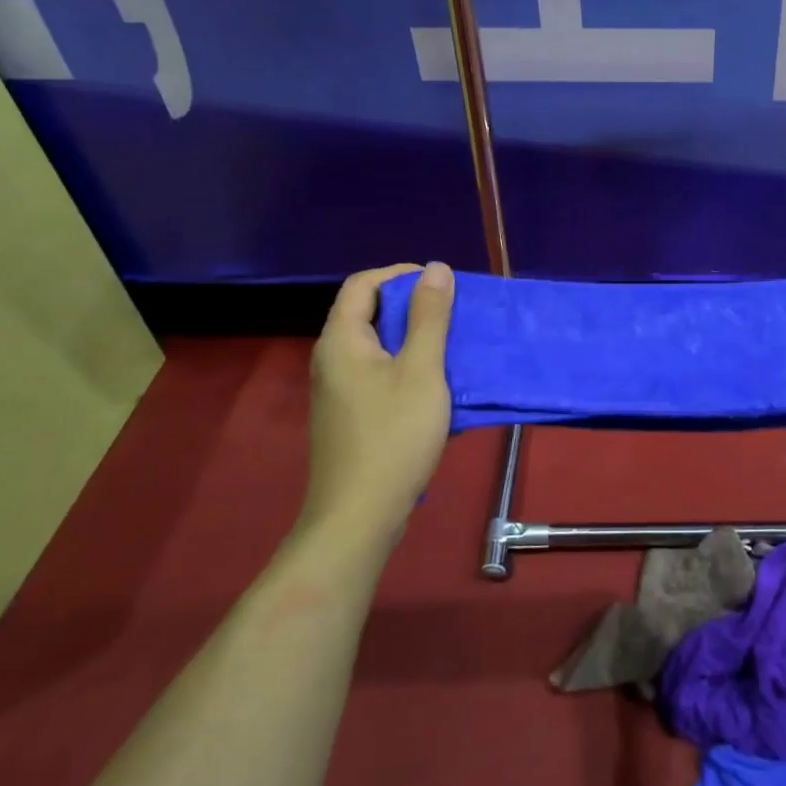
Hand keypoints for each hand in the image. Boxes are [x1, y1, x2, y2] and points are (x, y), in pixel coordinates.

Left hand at [304, 262, 454, 539]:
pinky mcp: (349, 415)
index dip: (401, 274)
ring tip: (452, 345)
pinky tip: (435, 385)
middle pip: (368, 312)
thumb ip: (430, 317)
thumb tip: (435, 268)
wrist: (358, 517)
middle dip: (413, 306)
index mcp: (342, 340)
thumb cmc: (393, 436)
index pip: (363, 284)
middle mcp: (332, 359)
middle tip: (454, 314)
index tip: (440, 284)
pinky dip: (406, 366)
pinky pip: (378, 373)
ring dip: (414, 337)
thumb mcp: (422, 370)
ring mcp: (337, 390)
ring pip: (376, 345)